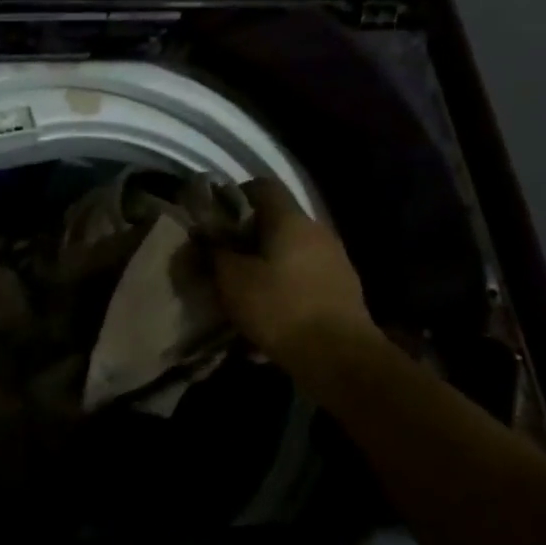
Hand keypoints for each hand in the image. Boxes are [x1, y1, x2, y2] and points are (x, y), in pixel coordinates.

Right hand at [212, 179, 376, 365]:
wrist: (340, 358)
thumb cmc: (280, 308)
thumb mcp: (233, 280)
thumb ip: (214, 252)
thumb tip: (203, 235)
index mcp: (291, 220)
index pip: (263, 186)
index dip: (235, 195)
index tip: (215, 218)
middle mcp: (317, 232)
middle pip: (277, 221)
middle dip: (247, 237)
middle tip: (223, 259)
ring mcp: (335, 261)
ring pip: (290, 252)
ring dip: (266, 265)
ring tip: (243, 292)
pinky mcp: (342, 290)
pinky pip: (304, 278)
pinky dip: (284, 288)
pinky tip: (268, 316)